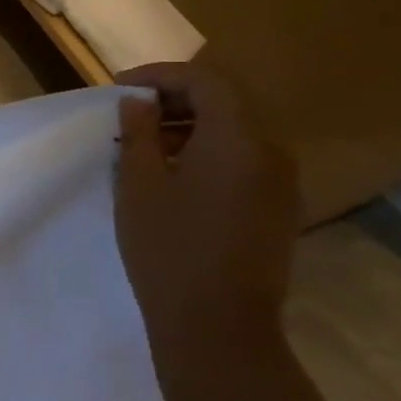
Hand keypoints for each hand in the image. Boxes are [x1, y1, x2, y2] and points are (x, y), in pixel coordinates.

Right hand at [114, 63, 298, 379]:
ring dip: (190, 128)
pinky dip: (207, 154)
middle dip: (175, 100)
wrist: (217, 324)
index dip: (160, 75)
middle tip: (129, 115)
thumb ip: (140, 133)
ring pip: (235, 134)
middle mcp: (271, 152)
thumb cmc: (168, 247)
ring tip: (144, 147)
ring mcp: (280, 183)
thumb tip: (138, 102)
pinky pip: (243, 162)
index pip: (205, 81)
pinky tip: (173, 178)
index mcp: (238, 139)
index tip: (119, 88)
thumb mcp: (139, 185)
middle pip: (226, 103)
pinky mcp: (277, 209)